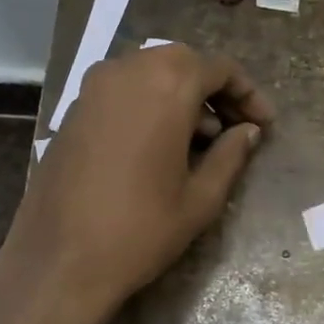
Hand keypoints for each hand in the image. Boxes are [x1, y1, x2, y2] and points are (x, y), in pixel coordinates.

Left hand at [0, 43, 273, 323]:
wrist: (58, 261)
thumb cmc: (140, 231)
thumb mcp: (200, 199)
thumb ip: (231, 155)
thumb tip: (248, 131)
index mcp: (166, 85)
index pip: (219, 68)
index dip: (248, 94)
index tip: (264, 124)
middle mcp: (127, 71)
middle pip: (183, 62)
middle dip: (214, 90)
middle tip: (234, 128)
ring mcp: (93, 87)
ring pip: (150, 72)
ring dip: (181, 94)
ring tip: (200, 141)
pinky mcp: (73, 109)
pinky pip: (123, 89)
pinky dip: (149, 102)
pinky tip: (160, 144)